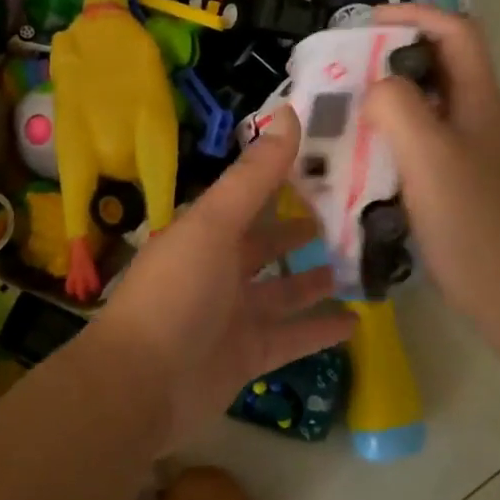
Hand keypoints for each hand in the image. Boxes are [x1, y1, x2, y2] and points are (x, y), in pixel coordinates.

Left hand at [85, 107, 356, 448]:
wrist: (140, 385)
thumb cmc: (176, 293)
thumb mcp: (214, 225)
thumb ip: (254, 176)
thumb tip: (290, 114)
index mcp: (206, 233)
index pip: (250, 198)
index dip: (284, 180)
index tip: (328, 163)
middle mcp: (219, 270)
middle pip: (267, 245)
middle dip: (302, 232)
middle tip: (351, 218)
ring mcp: (234, 316)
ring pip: (283, 292)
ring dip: (314, 281)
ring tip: (359, 265)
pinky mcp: (247, 356)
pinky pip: (291, 338)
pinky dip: (319, 331)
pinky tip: (356, 322)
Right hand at [363, 5, 499, 330]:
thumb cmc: (468, 218)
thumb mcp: (427, 153)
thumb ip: (398, 106)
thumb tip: (377, 87)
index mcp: (481, 99)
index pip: (455, 31)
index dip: (415, 14)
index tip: (368, 24)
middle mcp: (482, 115)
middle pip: (442, 64)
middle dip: (395, 55)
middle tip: (349, 69)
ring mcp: (476, 148)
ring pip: (432, 102)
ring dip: (393, 96)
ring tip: (349, 107)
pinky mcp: (464, 178)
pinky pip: (427, 138)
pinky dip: (397, 133)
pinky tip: (368, 153)